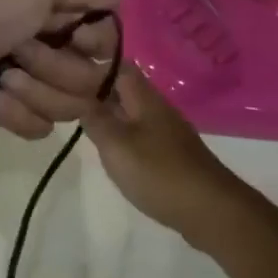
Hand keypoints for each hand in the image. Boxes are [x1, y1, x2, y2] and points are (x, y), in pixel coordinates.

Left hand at [0, 0, 119, 138]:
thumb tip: (118, 0)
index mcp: (58, 19)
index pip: (106, 45)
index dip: (95, 46)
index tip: (75, 37)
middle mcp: (51, 52)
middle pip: (89, 82)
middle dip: (54, 69)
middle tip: (20, 52)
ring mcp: (31, 87)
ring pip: (68, 109)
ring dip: (34, 92)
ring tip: (0, 78)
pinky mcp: (9, 116)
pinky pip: (39, 129)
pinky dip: (14, 114)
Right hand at [82, 64, 250, 237]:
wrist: (211, 210)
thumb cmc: (159, 173)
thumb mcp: (116, 145)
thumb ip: (96, 119)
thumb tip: (80, 96)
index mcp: (146, 99)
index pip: (120, 67)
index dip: (95, 66)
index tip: (67, 74)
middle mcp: (159, 110)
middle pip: (126, 90)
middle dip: (99, 92)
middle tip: (67, 102)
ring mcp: (168, 133)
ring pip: (133, 114)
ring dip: (111, 116)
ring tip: (83, 126)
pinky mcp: (172, 155)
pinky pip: (143, 135)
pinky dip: (124, 137)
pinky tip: (112, 152)